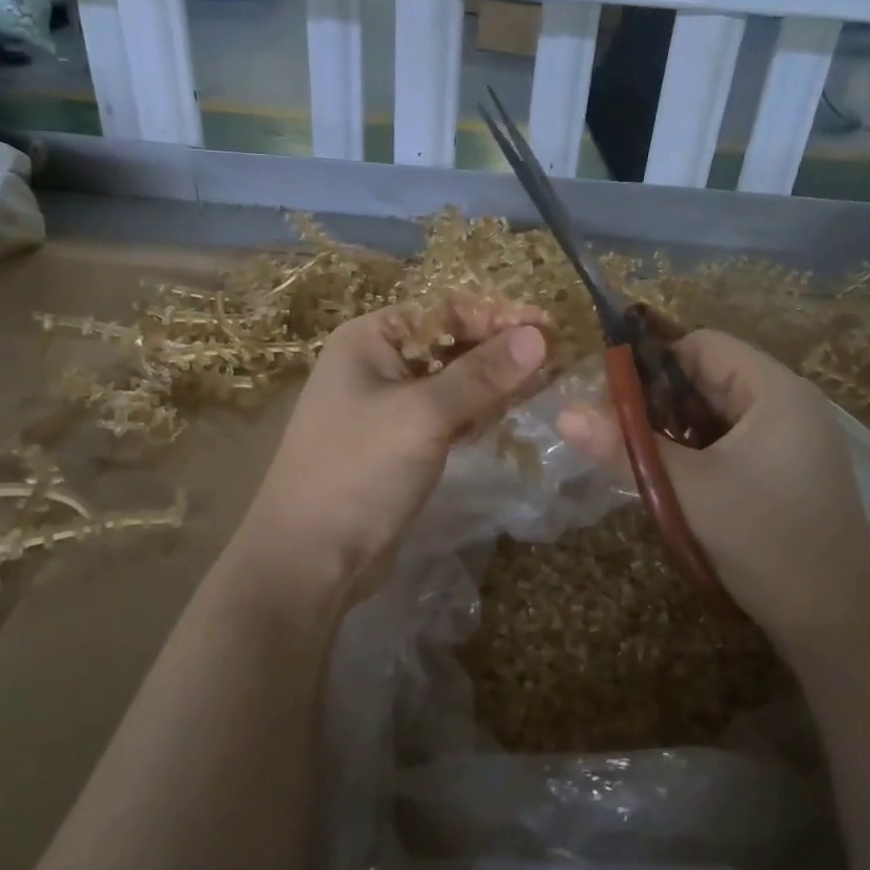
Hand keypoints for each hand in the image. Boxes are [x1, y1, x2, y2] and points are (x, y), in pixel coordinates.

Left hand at [235, 295, 549, 606]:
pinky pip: (449, 414)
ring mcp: (390, 406)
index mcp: (371, 339)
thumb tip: (539, 335)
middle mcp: (378, 364)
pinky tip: (512, 412)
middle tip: (558, 357)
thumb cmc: (359, 471)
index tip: (549, 327)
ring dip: (496, 381)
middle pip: (451, 343)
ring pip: (454, 381)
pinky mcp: (402, 443)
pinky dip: (479, 411)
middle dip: (501, 349)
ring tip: (548, 381)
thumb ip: (482, 374)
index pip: (444, 311)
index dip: (498, 316)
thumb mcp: (423, 415)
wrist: (311, 558)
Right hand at [559, 330, 869, 649]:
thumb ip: (625, 448)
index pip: (702, 344)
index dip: (653, 364)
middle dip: (661, 403)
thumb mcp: (686, 492)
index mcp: (775, 391)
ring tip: (645, 461)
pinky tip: (679, 482)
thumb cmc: (765, 542)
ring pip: (717, 412)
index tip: (614, 401)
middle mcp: (789, 403)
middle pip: (710, 376)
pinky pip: (733, 440)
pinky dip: (700, 452)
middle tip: (622, 437)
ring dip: (677, 431)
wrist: (838, 623)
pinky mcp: (790, 469)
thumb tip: (563, 414)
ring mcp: (794, 438)